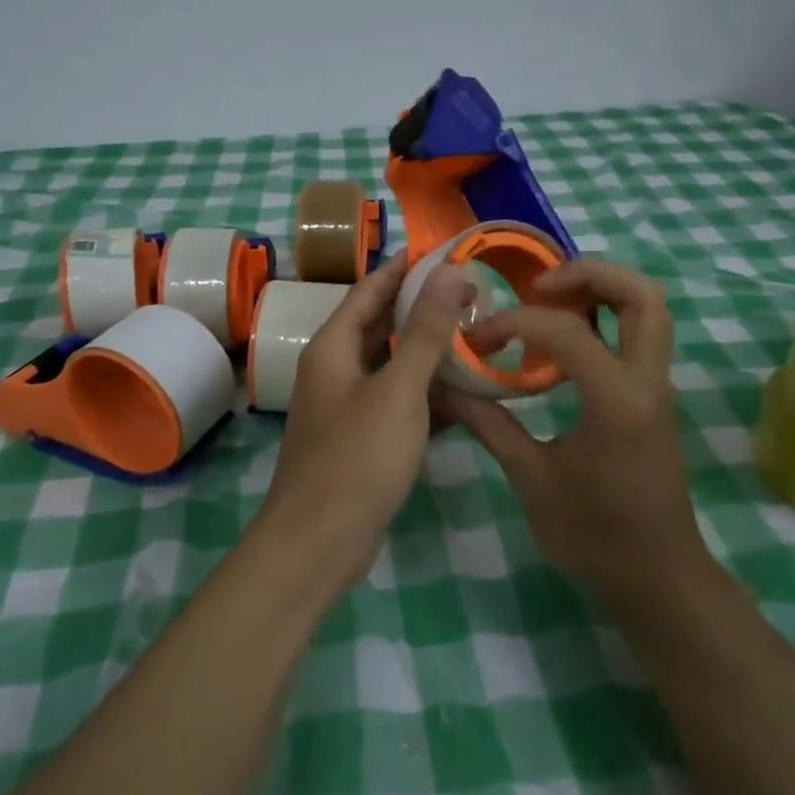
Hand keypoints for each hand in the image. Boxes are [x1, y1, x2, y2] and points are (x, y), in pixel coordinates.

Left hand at [252, 252, 470, 595]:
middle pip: (380, 326)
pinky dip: (427, 395)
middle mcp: (335, 369)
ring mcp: (347, 407)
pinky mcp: (362, 440)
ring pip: (392, 366)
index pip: (370, 289)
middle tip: (473, 295)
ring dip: (428, 353)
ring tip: (476, 338)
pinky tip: (465, 396)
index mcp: (333, 347)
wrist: (318, 543)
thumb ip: (424, 331)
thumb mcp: (399, 389)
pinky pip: (398, 403)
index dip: (403, 268)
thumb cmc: (357, 458)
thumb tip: (448, 271)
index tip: (444, 251)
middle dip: (421, 308)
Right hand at [436, 260, 703, 601]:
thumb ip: (489, 425)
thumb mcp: (532, 481)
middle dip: (588, 274)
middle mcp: (647, 381)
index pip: (567, 331)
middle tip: (537, 289)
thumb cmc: (594, 534)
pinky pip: (640, 334)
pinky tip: (562, 339)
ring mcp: (657, 386)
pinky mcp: (654, 396)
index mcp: (617, 401)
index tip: (478, 341)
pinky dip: (605, 316)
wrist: (658, 576)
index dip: (514, 323)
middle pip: (641, 294)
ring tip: (548, 302)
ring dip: (602, 290)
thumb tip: (443, 386)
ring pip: (650, 308)